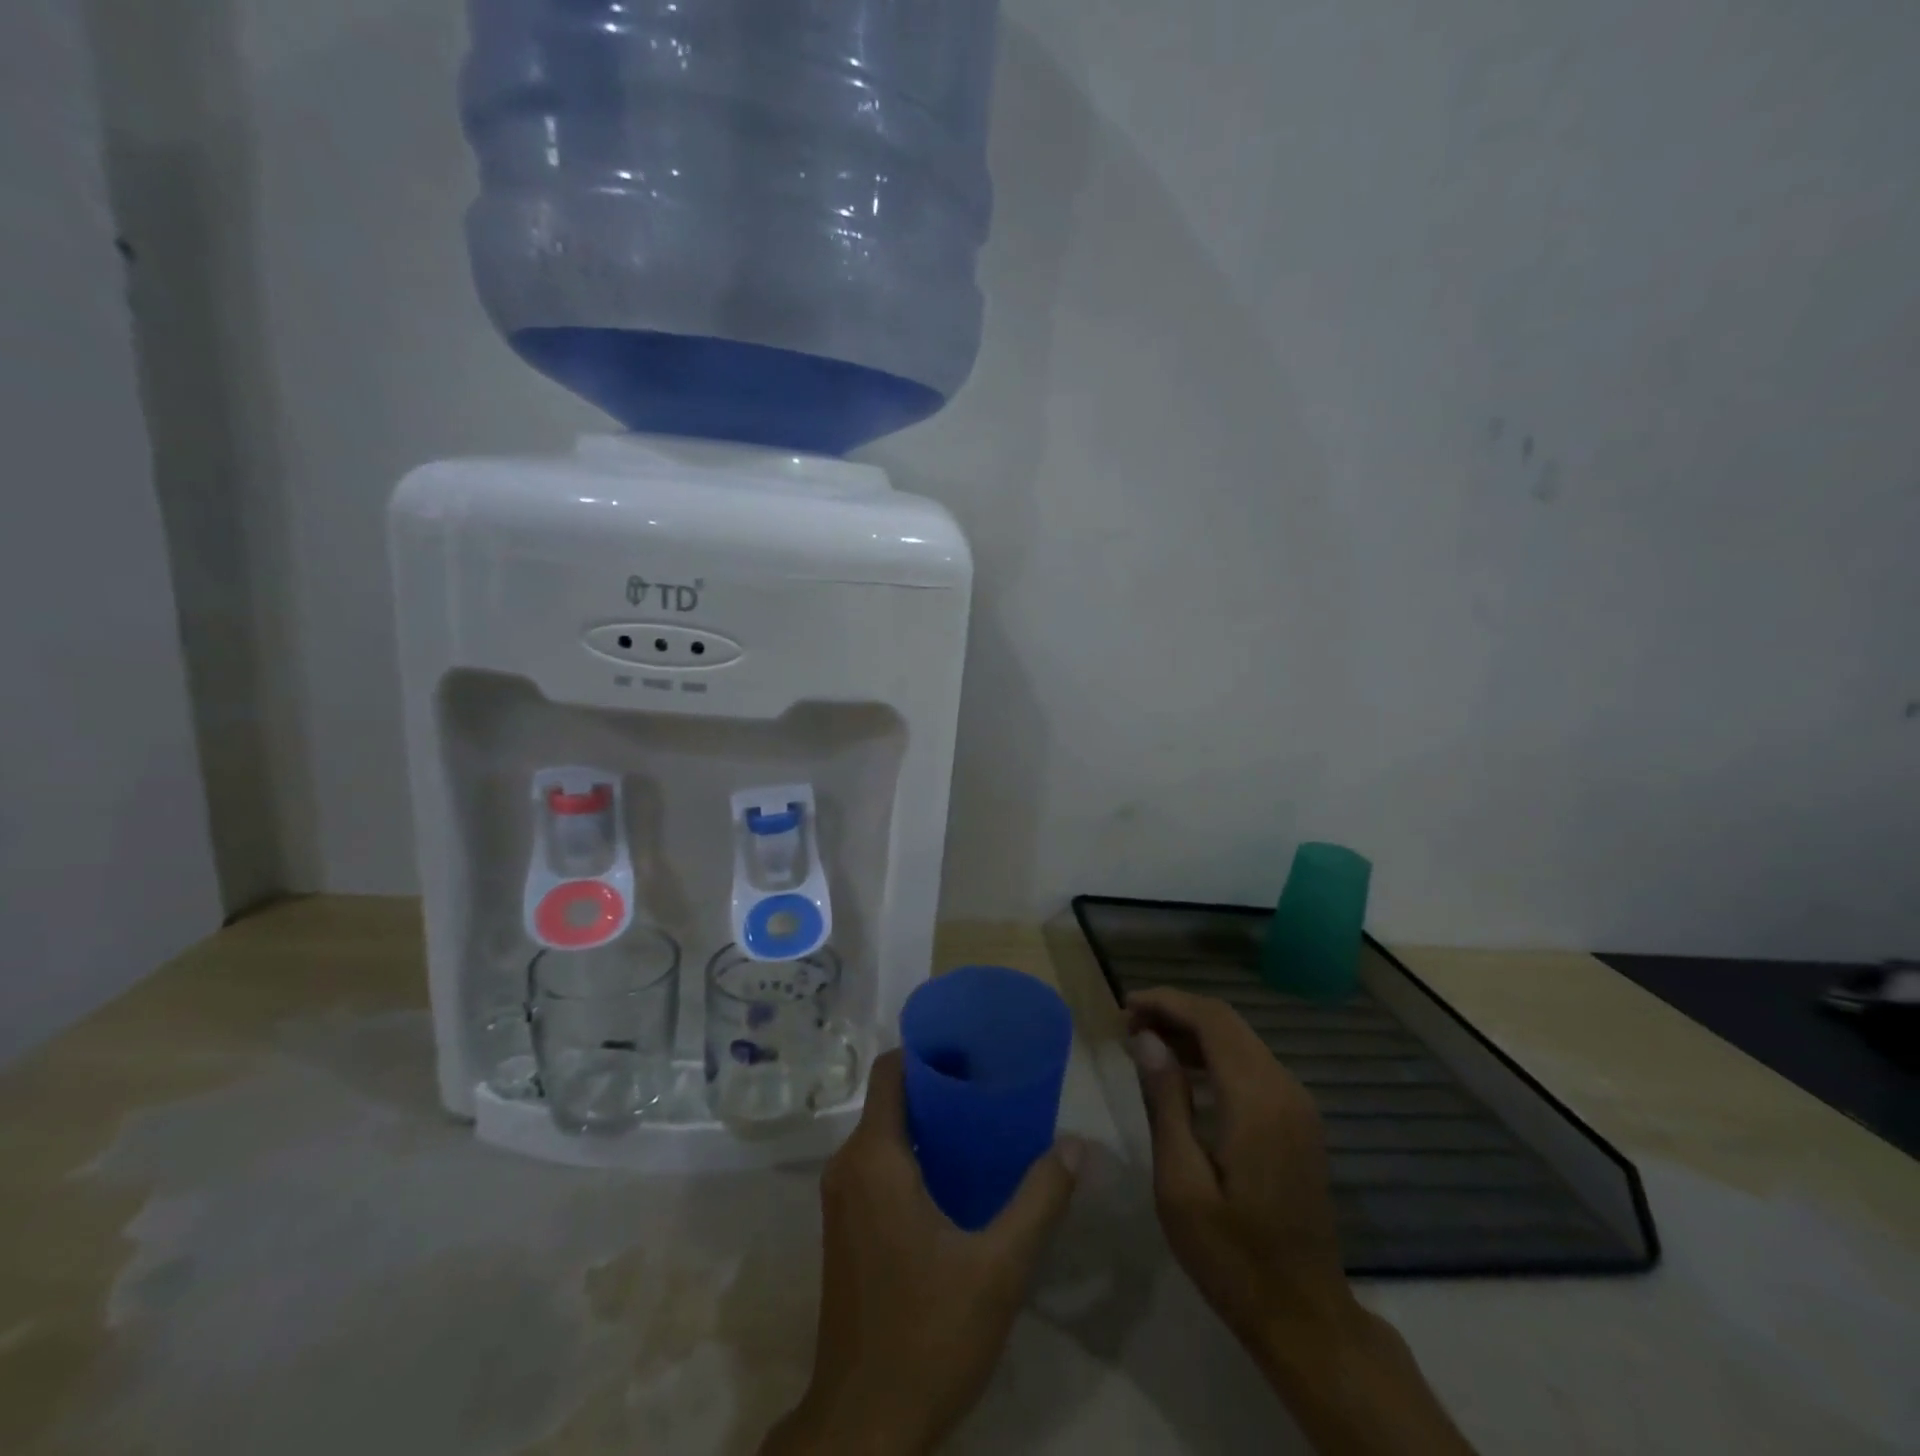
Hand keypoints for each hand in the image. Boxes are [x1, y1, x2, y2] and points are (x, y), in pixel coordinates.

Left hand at [762, 1050, 1083, 1455]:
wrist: (864, 1427)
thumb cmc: (927, 1334)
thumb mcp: (998, 1268)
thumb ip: (1040, 1200)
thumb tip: (1077, 1146)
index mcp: (874, 1157)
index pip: (890, 1070)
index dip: (927, 1050)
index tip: (972, 1049)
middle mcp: (848, 1165)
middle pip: (890, 1098)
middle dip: (938, 1085)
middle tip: (991, 1085)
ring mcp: (841, 1198)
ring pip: (884, 1132)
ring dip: (927, 1121)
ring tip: (982, 1124)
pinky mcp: (845, 1226)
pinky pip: (877, 1164)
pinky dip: (913, 1153)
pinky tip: (957, 1175)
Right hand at [1126, 987, 1358, 1367]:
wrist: (1305, 1317)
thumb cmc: (1232, 1255)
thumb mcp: (1180, 1182)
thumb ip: (1165, 1102)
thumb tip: (1147, 1039)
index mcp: (1257, 1099)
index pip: (1211, 1020)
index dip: (1166, 1002)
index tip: (1124, 1006)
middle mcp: (1284, 1088)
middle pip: (1226, 1022)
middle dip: (1175, 1011)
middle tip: (1127, 1023)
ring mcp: (1297, 1104)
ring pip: (1240, 1040)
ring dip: (1192, 1031)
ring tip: (1144, 1042)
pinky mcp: (1297, 1120)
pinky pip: (1251, 1065)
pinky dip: (1213, 1055)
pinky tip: (1182, 1071)